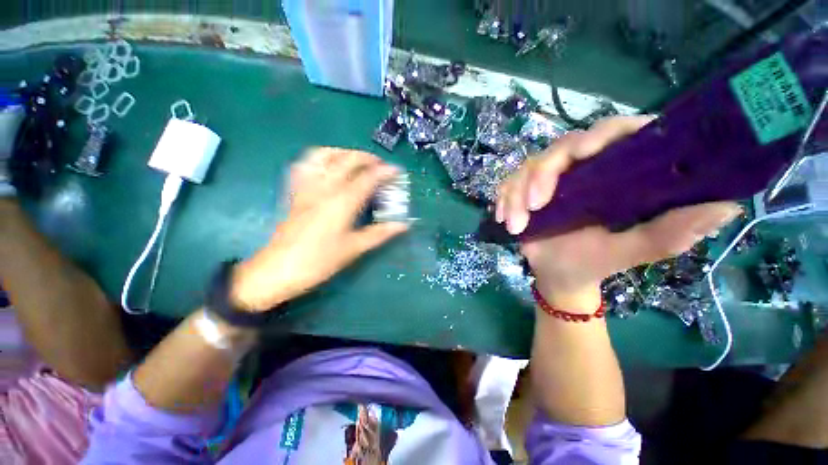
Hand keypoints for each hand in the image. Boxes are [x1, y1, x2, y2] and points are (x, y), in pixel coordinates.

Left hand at [230, 148, 409, 310]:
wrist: (278, 270)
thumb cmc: (319, 261)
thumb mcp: (354, 248)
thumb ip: (380, 233)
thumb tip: (403, 225)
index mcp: (342, 202)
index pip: (367, 178)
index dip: (384, 171)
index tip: (397, 171)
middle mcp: (324, 188)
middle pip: (347, 160)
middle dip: (367, 157)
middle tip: (380, 165)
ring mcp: (307, 187)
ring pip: (323, 155)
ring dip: (343, 152)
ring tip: (355, 161)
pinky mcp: (295, 192)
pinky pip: (304, 165)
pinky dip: (319, 159)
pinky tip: (327, 166)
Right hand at [496, 116, 741, 309]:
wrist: (557, 275)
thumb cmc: (593, 263)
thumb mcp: (629, 252)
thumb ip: (670, 233)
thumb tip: (726, 206)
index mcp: (615, 175)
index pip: (615, 133)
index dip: (602, 134)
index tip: (584, 153)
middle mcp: (582, 169)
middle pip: (561, 147)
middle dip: (541, 176)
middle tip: (534, 206)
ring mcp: (549, 179)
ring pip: (528, 167)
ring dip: (516, 195)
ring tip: (515, 225)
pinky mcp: (524, 190)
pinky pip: (508, 183)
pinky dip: (503, 199)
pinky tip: (503, 218)